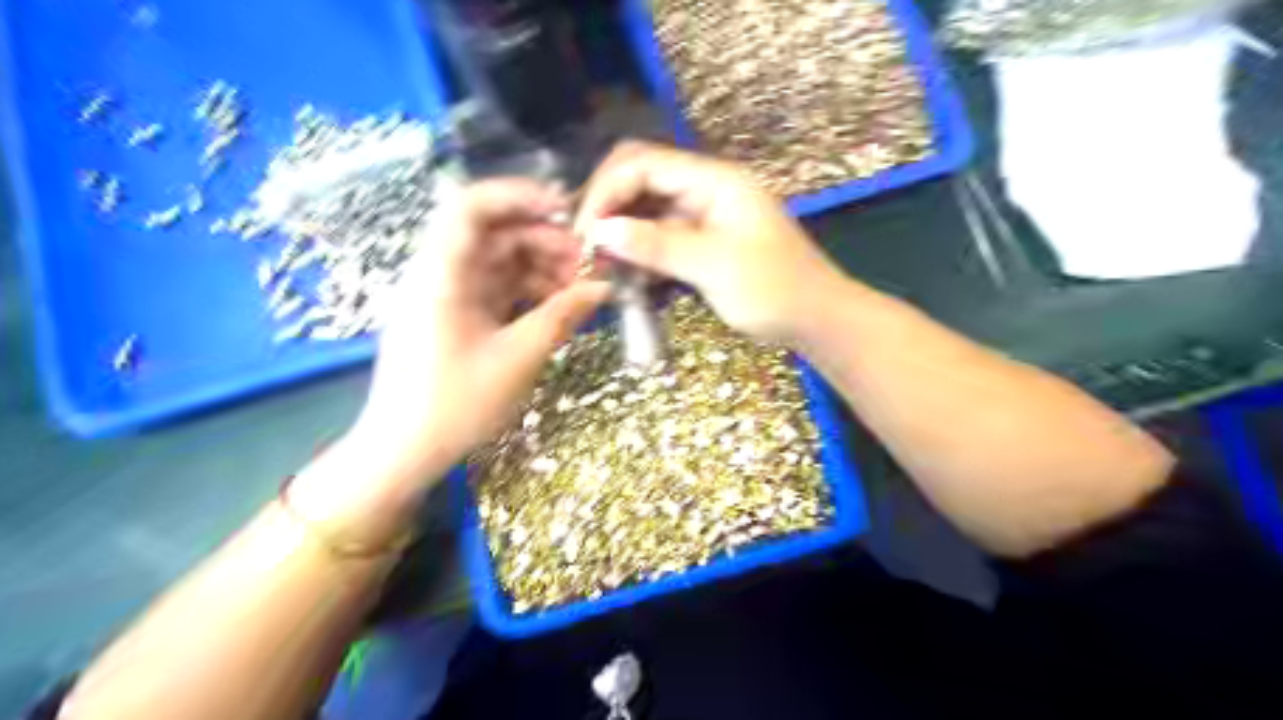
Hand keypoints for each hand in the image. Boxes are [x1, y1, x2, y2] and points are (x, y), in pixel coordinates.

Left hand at [348, 183, 610, 490]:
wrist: (403, 452)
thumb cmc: (454, 405)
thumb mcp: (517, 359)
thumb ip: (562, 316)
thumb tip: (604, 288)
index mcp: (440, 273)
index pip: (472, 206)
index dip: (520, 196)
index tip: (568, 211)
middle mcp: (439, 274)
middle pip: (494, 234)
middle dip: (544, 241)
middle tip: (587, 265)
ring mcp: (447, 296)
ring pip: (499, 262)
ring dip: (541, 269)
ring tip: (580, 291)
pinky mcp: (456, 317)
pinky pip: (496, 290)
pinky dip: (527, 293)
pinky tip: (558, 307)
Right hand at [576, 140, 848, 342]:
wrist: (817, 320)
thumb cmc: (776, 290)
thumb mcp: (715, 266)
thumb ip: (658, 245)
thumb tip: (600, 231)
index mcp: (714, 179)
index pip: (643, 164)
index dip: (607, 191)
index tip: (585, 233)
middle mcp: (705, 189)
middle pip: (640, 180)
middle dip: (609, 209)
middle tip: (586, 249)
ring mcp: (703, 216)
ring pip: (647, 211)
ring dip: (621, 234)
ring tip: (599, 266)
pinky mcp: (702, 243)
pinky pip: (660, 238)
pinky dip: (639, 254)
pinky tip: (625, 275)